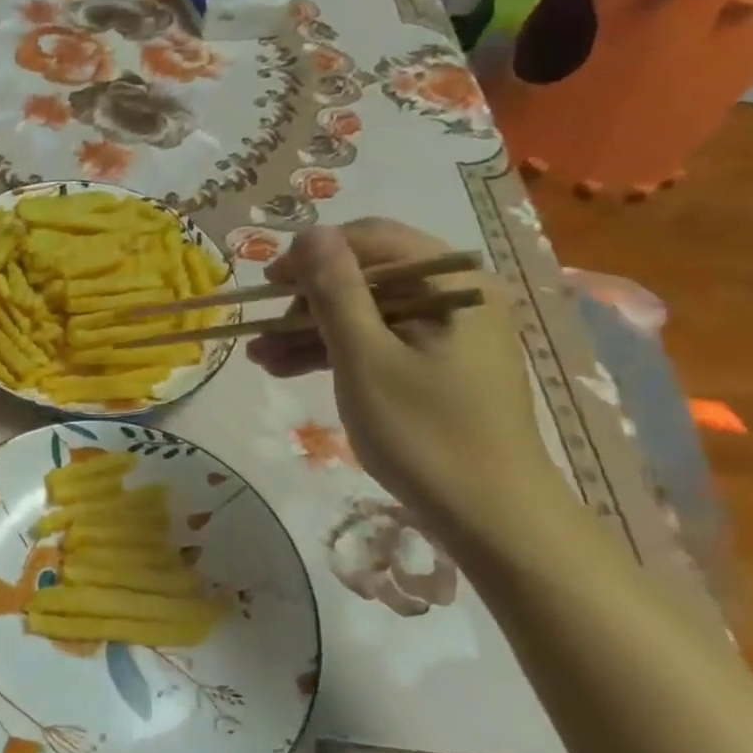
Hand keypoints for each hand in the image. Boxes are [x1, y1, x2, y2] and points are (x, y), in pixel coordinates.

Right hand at [246, 220, 564, 544]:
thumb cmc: (425, 434)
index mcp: (451, 282)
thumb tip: (310, 232)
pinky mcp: (438, 367)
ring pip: (367, 315)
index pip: (372, 239)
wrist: (492, 520)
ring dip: (312, 332)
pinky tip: (289, 369)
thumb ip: (336, 291)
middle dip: (307, 302)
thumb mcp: (366, 358)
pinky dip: (337, 354)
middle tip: (261, 330)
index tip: (268, 284)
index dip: (313, 255)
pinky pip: (380, 344)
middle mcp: (455, 296)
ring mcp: (448, 334)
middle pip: (367, 277)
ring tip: (259, 357)